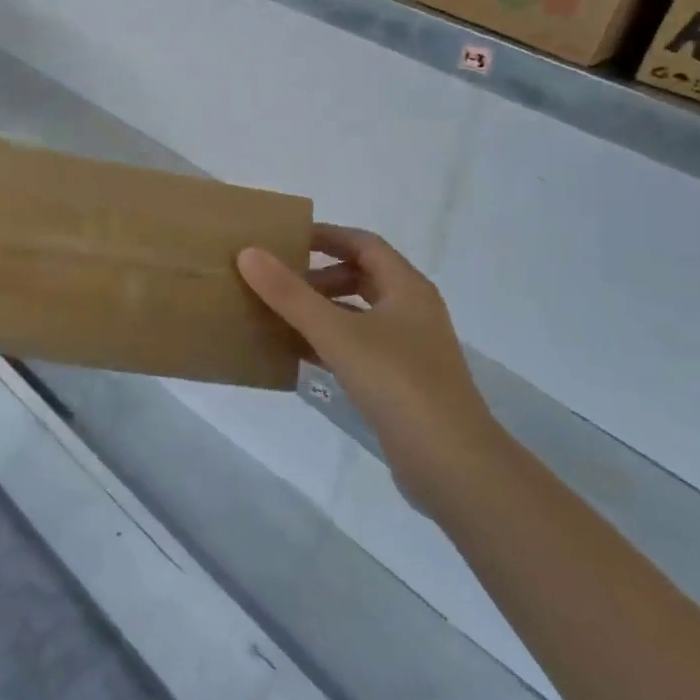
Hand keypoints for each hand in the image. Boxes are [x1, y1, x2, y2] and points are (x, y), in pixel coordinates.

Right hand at [238, 226, 497, 507]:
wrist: (450, 463)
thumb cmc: (397, 383)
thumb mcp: (337, 333)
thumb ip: (290, 294)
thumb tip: (248, 253)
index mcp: (406, 287)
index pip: (363, 243)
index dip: (325, 236)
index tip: (283, 240)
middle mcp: (411, 310)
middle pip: (360, 276)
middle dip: (317, 276)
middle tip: (275, 281)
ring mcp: (408, 348)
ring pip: (357, 314)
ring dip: (320, 310)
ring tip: (277, 315)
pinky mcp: (400, 380)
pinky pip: (357, 347)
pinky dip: (327, 343)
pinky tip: (295, 354)